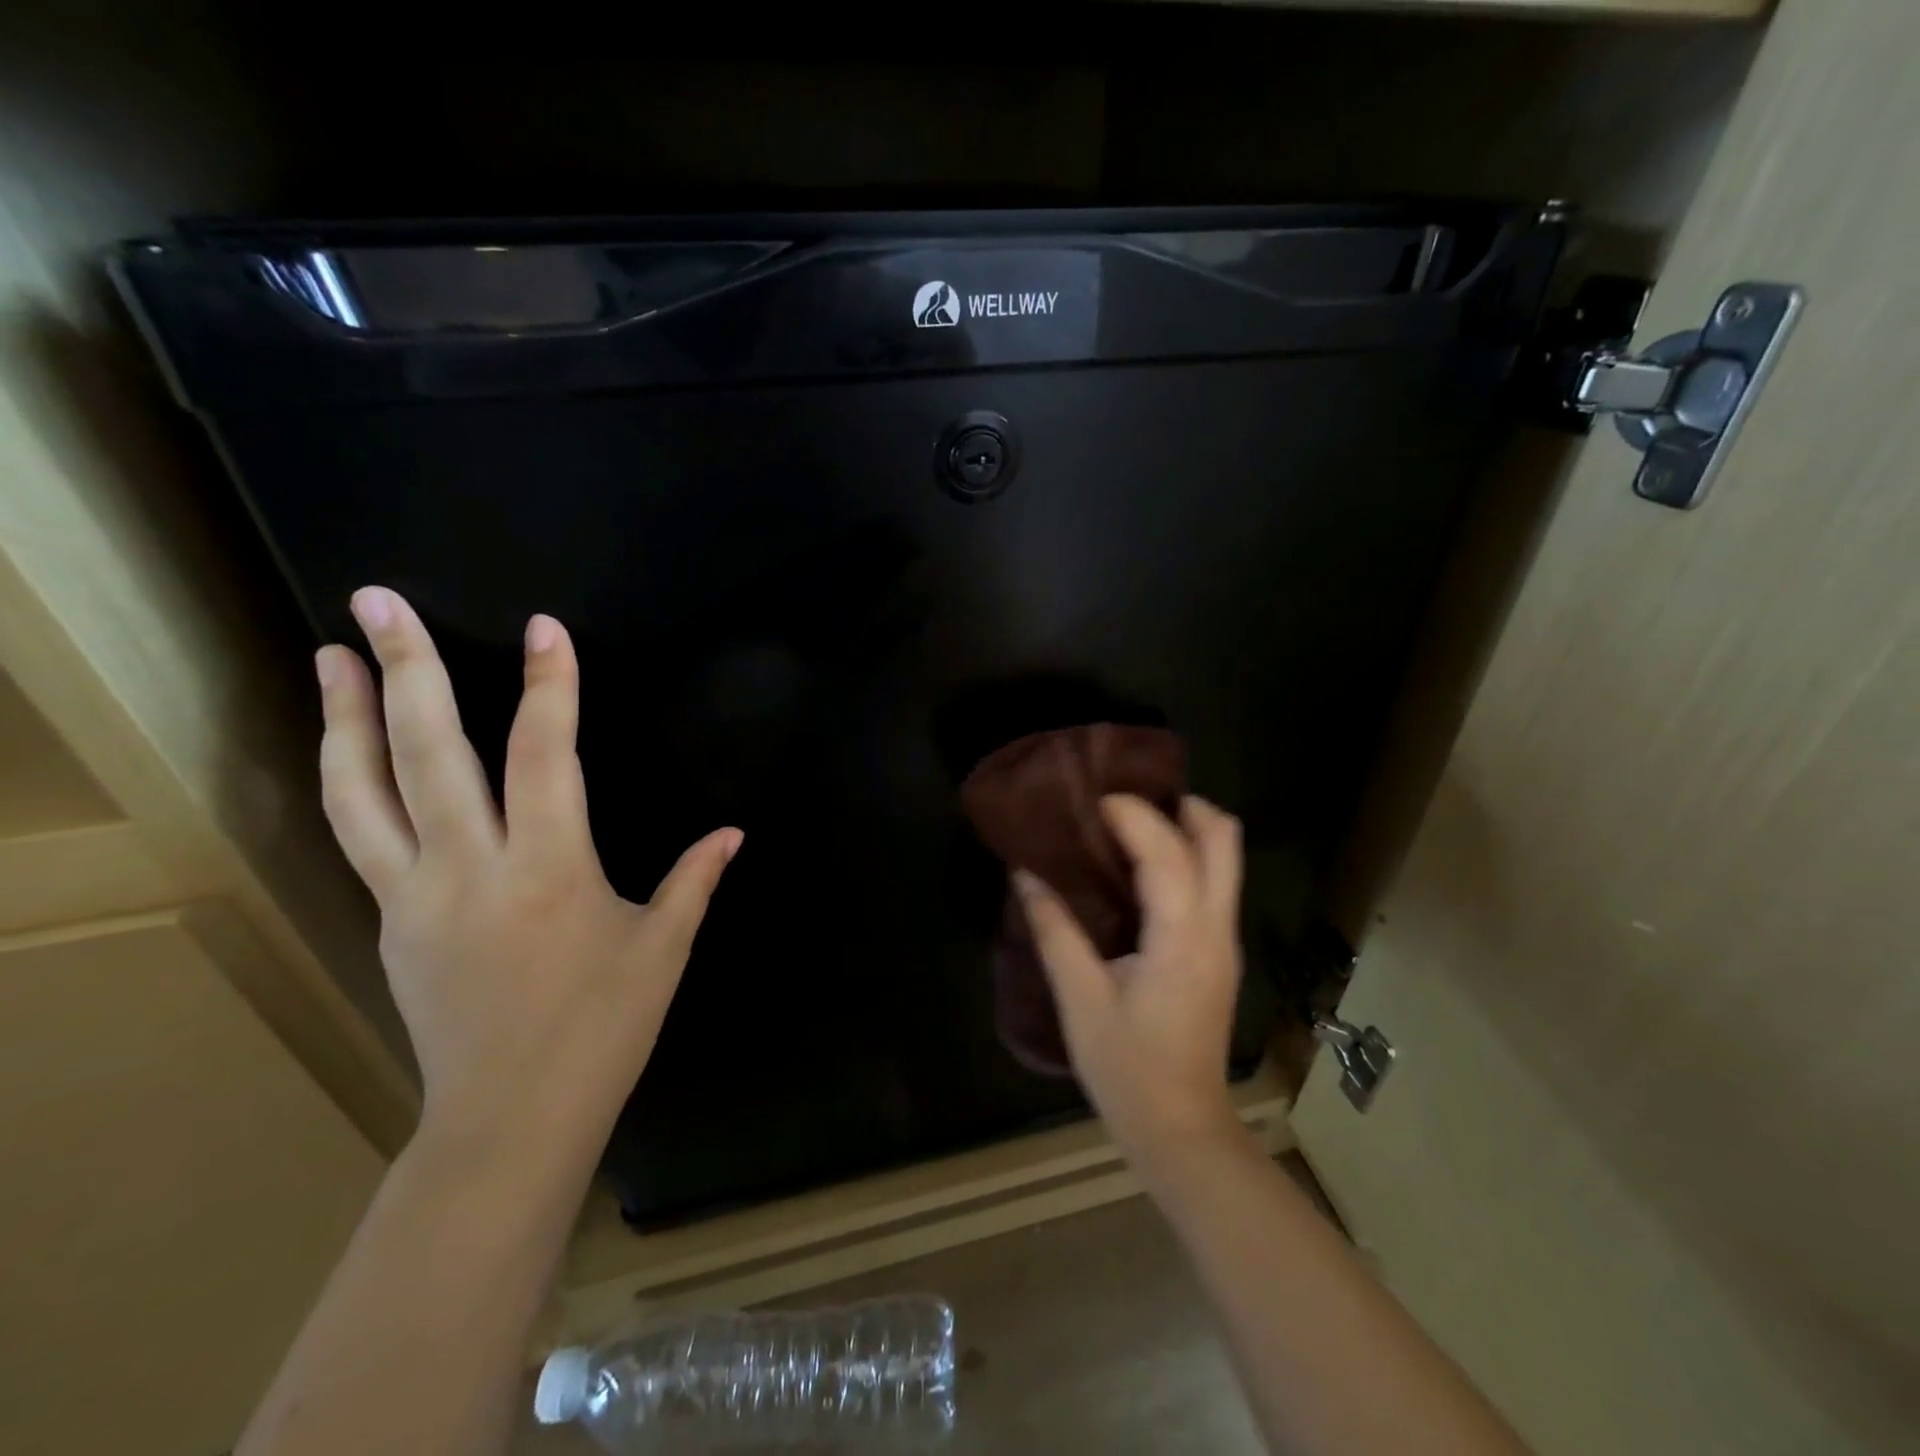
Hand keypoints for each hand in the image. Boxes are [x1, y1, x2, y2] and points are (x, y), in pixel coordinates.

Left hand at [315, 586, 740, 1151]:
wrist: (511, 1117)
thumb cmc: (603, 1026)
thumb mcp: (663, 949)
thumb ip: (694, 879)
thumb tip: (732, 833)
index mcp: (550, 868)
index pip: (544, 755)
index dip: (549, 687)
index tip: (546, 630)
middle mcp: (472, 867)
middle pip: (429, 753)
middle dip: (407, 670)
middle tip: (379, 602)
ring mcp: (416, 895)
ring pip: (363, 792)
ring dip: (343, 718)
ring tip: (329, 655)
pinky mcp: (390, 922)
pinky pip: (361, 838)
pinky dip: (349, 783)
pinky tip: (348, 756)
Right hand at [1016, 794, 1245, 1165]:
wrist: (1181, 1130)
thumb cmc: (1127, 1068)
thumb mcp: (1080, 998)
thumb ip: (1053, 930)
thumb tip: (1024, 875)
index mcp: (1182, 937)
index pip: (1168, 852)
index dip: (1134, 815)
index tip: (1093, 802)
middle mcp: (1215, 928)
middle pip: (1223, 839)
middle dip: (1181, 806)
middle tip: (1125, 804)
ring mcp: (1224, 940)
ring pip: (1226, 859)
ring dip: (1185, 828)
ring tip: (1129, 826)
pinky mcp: (1219, 953)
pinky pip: (1213, 883)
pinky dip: (1185, 856)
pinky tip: (1139, 870)